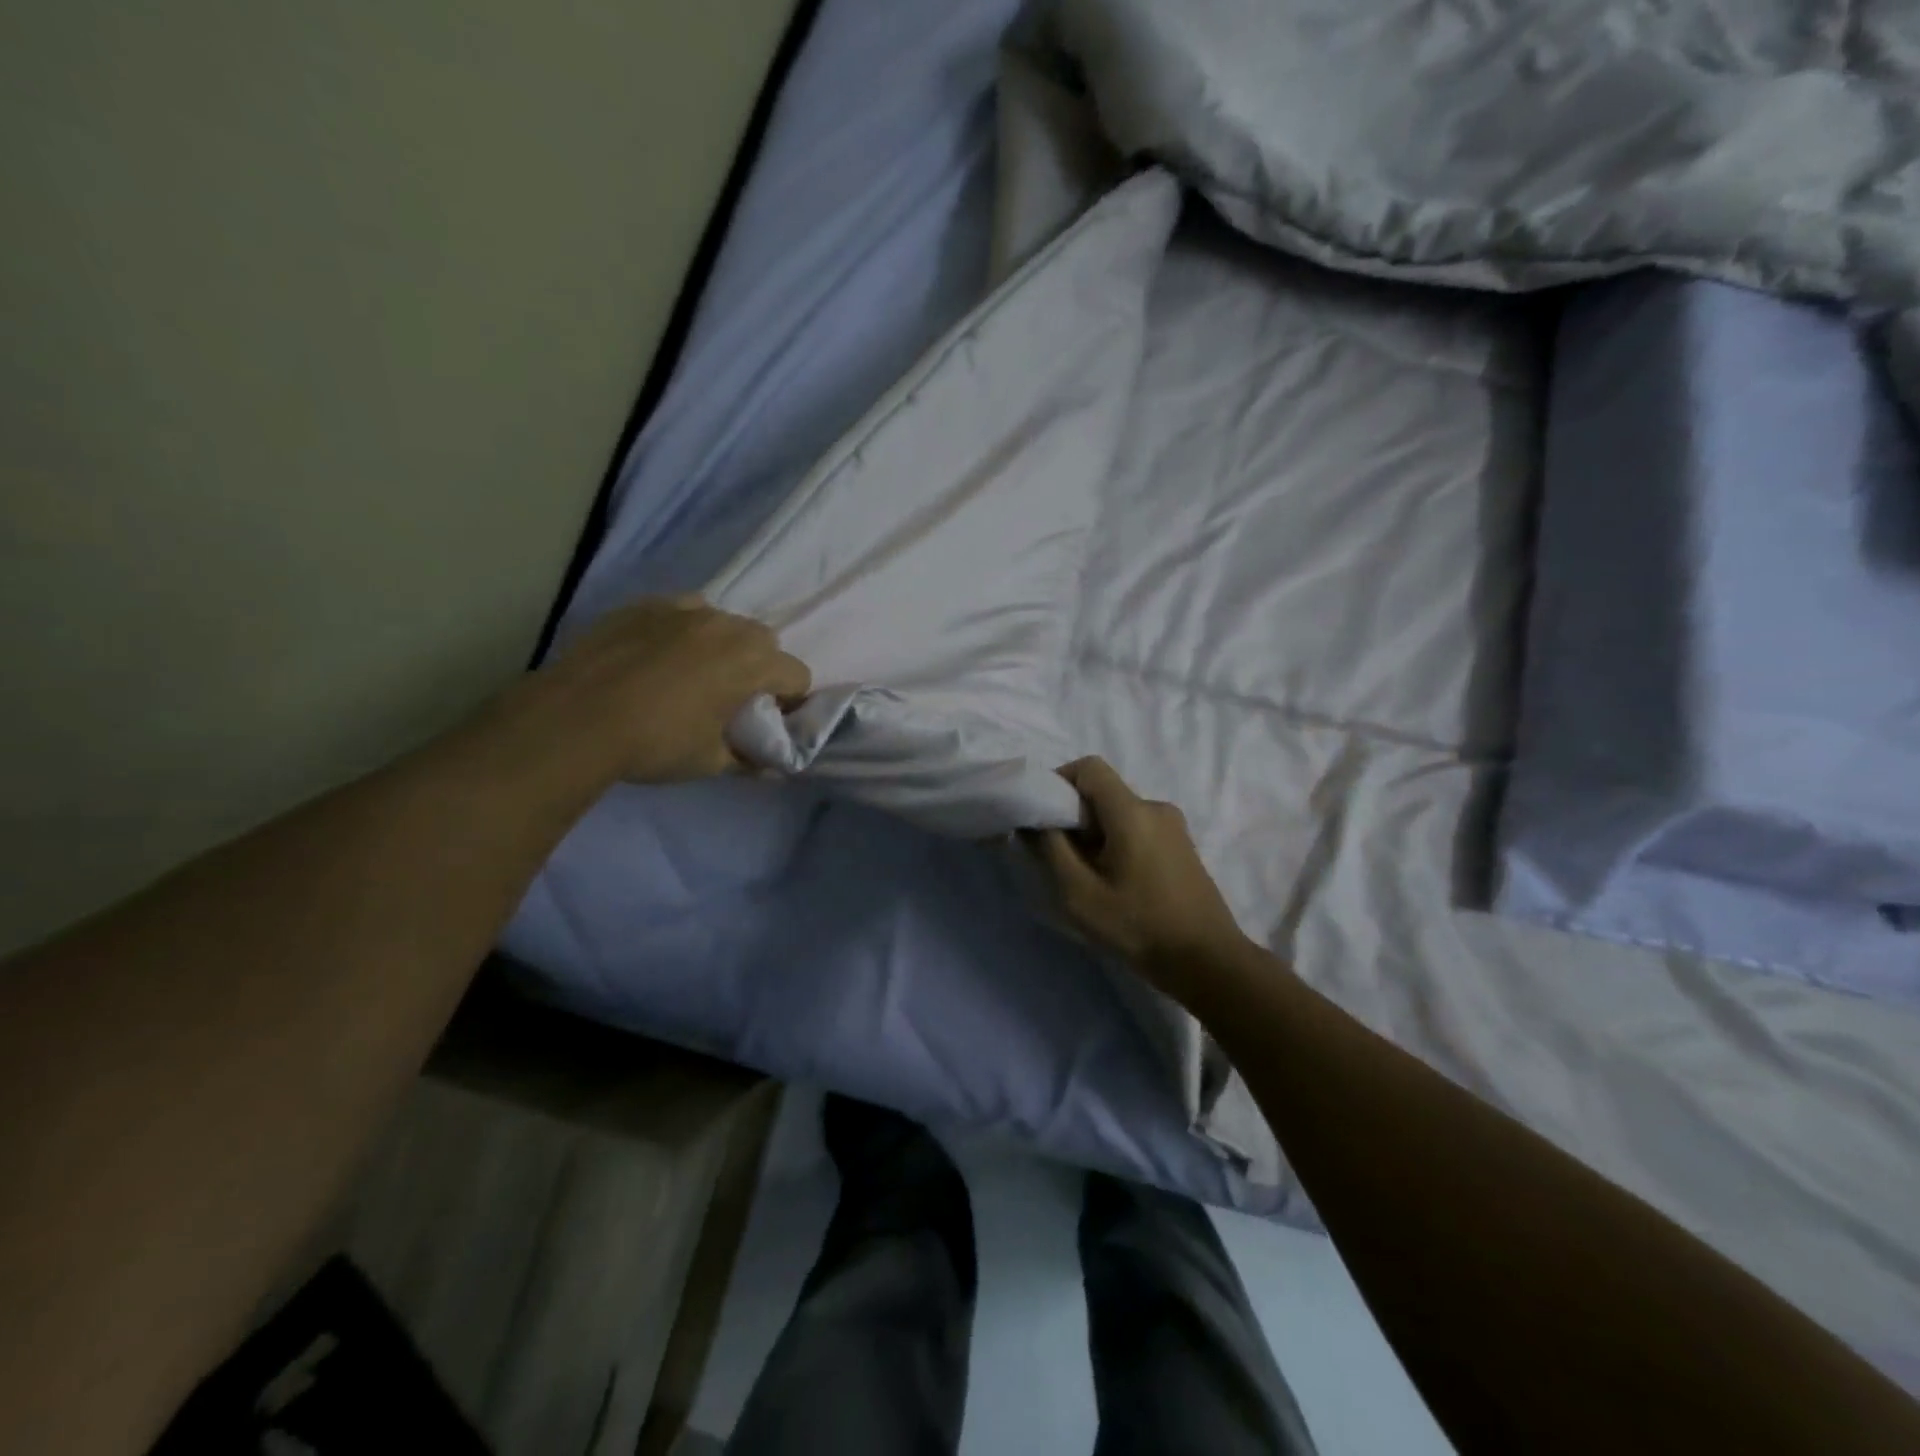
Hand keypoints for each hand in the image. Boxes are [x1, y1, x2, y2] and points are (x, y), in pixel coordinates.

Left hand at [532, 597, 809, 782]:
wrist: (575, 719)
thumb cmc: (656, 743)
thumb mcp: (710, 761)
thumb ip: (749, 760)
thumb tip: (772, 768)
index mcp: (752, 662)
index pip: (797, 674)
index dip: (791, 701)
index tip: (769, 721)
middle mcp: (726, 625)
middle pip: (764, 641)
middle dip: (760, 668)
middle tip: (733, 699)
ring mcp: (683, 609)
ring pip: (723, 622)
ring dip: (723, 645)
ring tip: (694, 674)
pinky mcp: (644, 605)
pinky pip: (682, 611)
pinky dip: (684, 630)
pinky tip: (659, 655)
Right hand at [1035, 757, 1250, 983]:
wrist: (1208, 961)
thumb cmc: (1139, 926)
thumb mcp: (1080, 894)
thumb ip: (1052, 849)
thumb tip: (1036, 821)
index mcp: (1132, 811)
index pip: (1089, 767)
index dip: (1059, 781)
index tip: (1043, 816)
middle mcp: (1156, 808)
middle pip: (1103, 792)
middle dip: (1075, 815)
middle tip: (1060, 856)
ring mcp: (1174, 827)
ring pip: (1120, 813)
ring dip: (1096, 834)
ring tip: (1088, 876)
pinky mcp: (1182, 846)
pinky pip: (1138, 829)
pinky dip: (1117, 843)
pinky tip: (1116, 883)